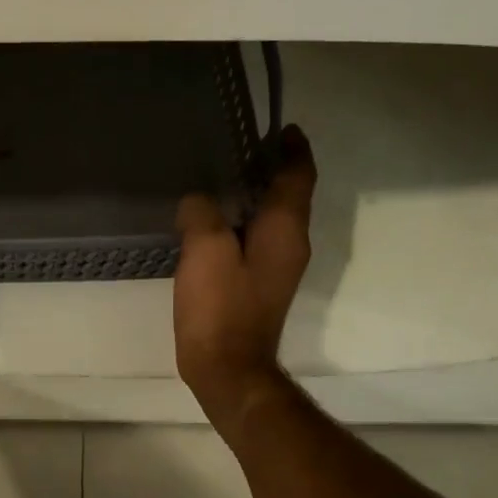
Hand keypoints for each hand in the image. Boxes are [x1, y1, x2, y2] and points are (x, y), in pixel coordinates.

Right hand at [174, 126, 316, 436]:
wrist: (228, 369)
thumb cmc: (221, 307)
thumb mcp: (205, 250)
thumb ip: (202, 213)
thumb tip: (199, 201)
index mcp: (285, 230)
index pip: (299, 177)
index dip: (293, 150)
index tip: (281, 128)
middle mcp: (291, 245)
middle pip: (289, 196)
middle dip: (272, 169)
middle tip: (240, 147)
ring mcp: (277, 268)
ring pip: (272, 219)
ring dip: (255, 195)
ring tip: (221, 178)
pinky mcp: (259, 286)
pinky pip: (255, 240)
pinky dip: (241, 222)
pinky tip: (211, 222)